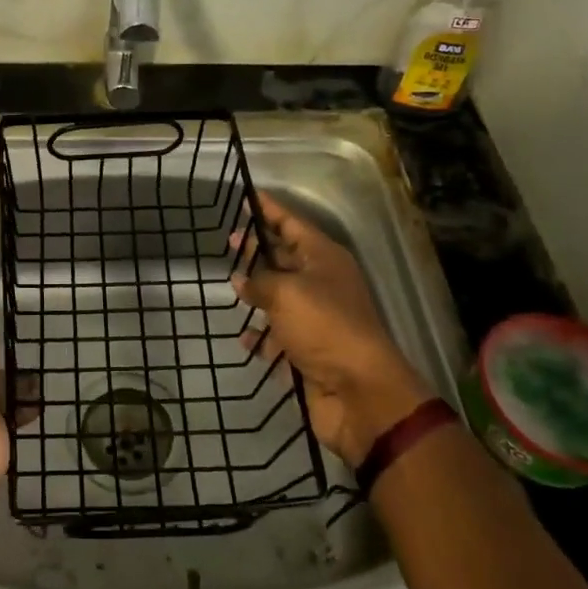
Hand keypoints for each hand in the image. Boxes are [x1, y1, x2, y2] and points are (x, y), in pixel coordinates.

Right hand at [233, 192, 434, 469]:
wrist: (359, 392)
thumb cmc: (325, 326)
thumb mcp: (286, 293)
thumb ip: (259, 281)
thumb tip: (241, 280)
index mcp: (324, 259)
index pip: (292, 224)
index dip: (269, 210)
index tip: (247, 195)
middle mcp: (322, 283)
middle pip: (285, 258)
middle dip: (259, 250)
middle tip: (228, 242)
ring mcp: (316, 317)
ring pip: (280, 296)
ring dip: (258, 294)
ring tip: (232, 290)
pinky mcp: (308, 349)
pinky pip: (278, 335)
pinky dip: (262, 336)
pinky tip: (245, 339)